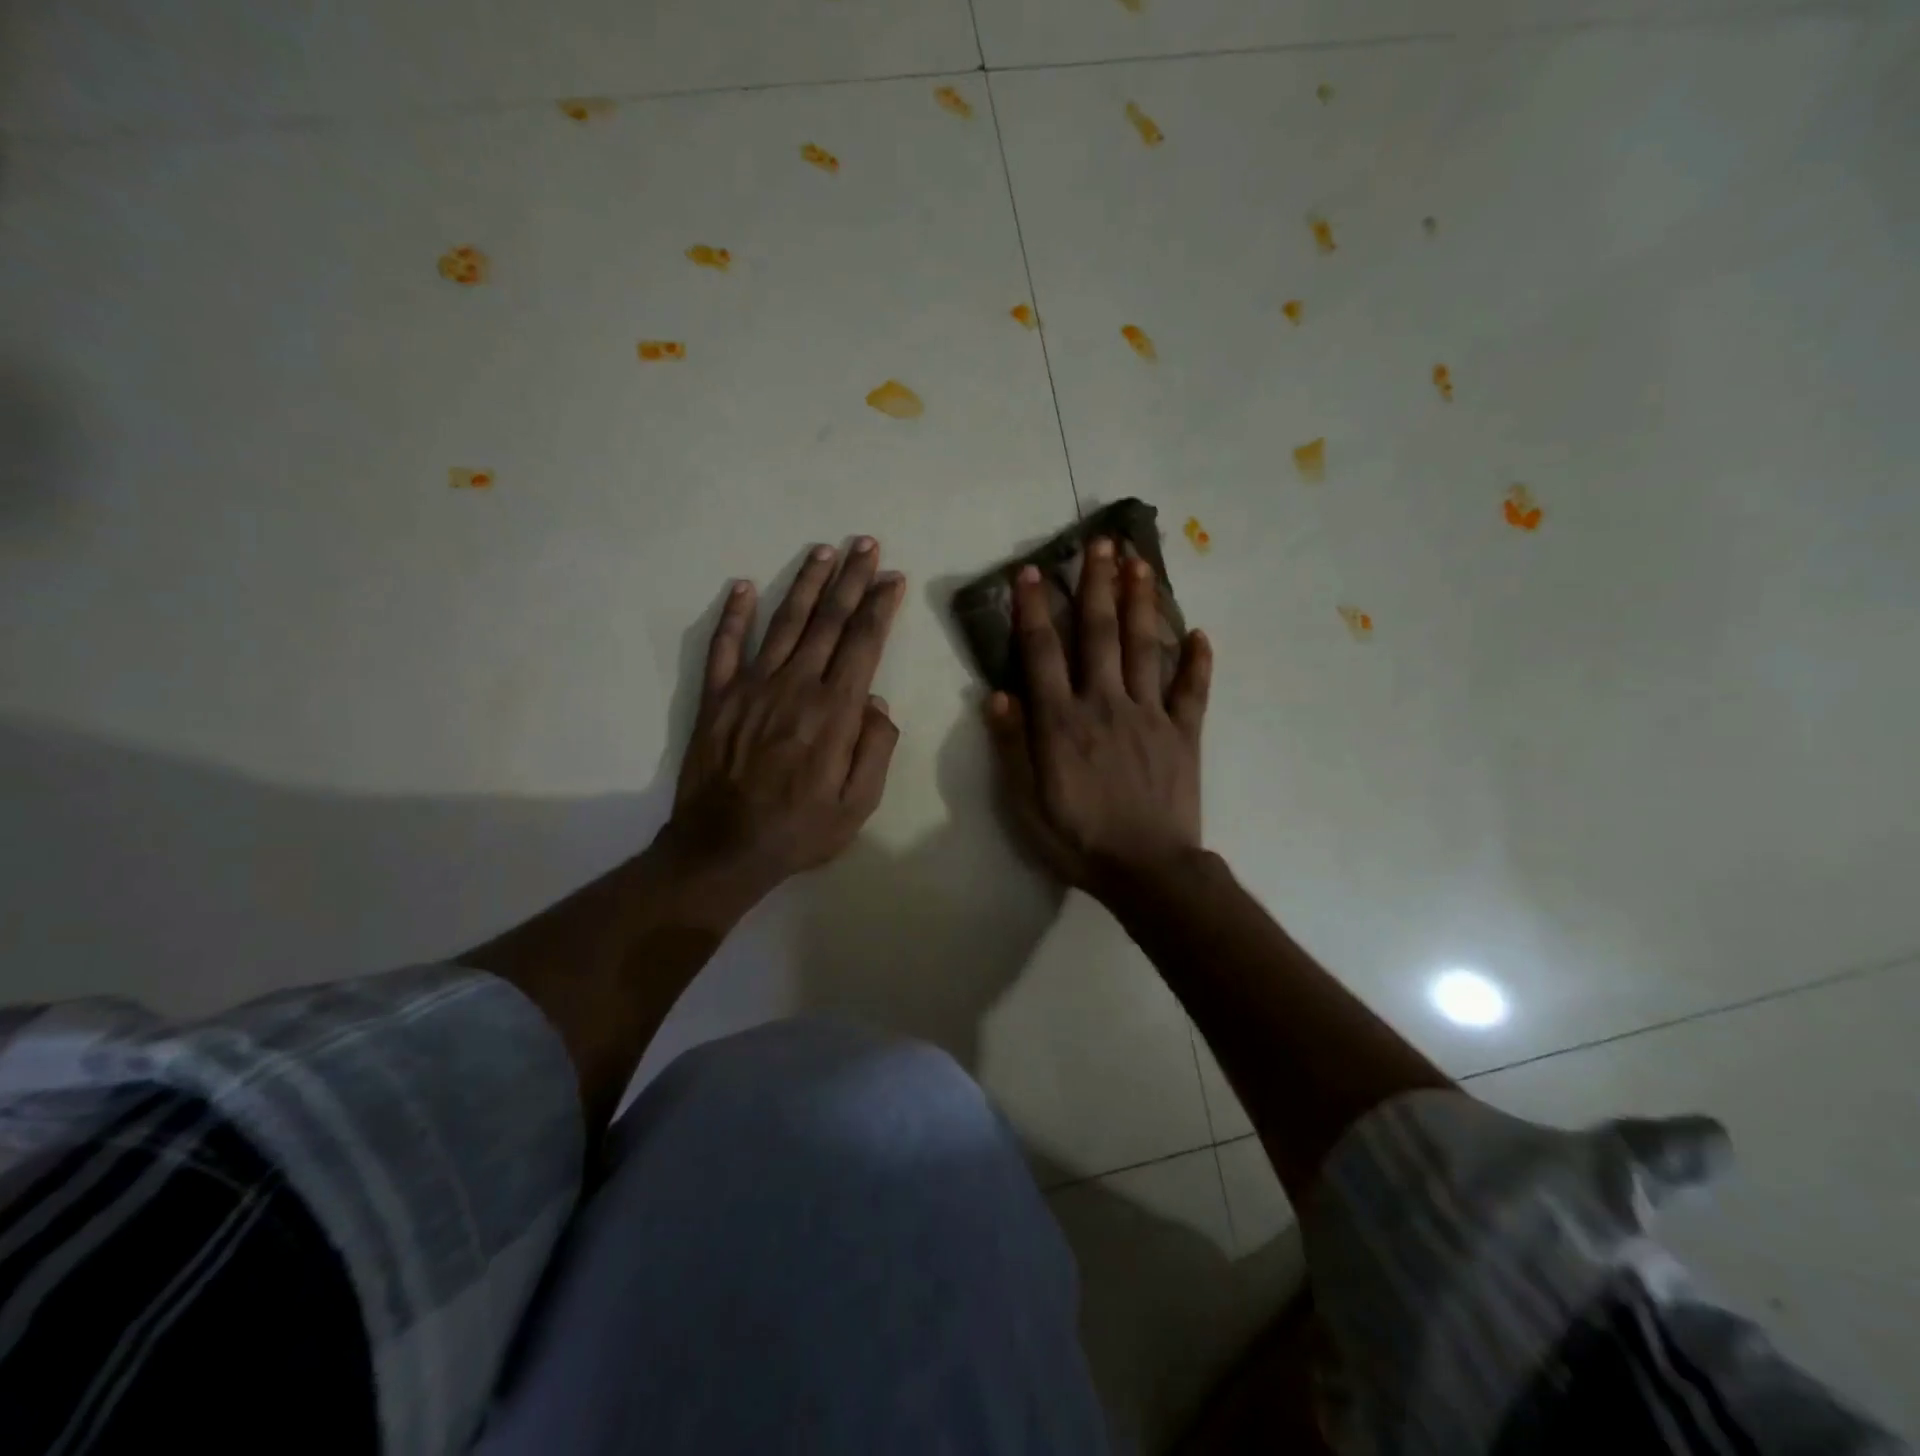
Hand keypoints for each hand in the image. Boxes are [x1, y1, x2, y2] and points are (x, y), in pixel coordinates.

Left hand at [664, 537, 904, 918]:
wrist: (723, 849)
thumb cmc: (800, 831)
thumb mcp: (858, 804)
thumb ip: (876, 749)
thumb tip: (877, 703)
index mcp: (833, 711)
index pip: (862, 644)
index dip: (879, 607)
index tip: (892, 578)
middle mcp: (794, 686)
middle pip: (827, 621)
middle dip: (851, 581)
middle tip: (866, 545)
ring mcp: (750, 687)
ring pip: (783, 623)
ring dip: (804, 583)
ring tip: (823, 552)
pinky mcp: (716, 697)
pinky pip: (724, 646)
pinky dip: (732, 614)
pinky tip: (742, 586)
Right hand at [984, 539, 1211, 899]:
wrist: (1147, 871)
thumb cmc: (1077, 839)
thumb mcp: (1024, 802)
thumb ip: (1011, 744)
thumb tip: (996, 693)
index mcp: (1061, 720)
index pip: (1042, 652)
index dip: (1033, 609)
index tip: (1030, 571)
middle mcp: (1104, 703)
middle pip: (1099, 633)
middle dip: (1096, 585)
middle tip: (1100, 543)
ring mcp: (1150, 715)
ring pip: (1145, 647)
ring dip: (1141, 602)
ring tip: (1140, 563)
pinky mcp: (1185, 733)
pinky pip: (1193, 689)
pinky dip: (1198, 660)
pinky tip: (1200, 633)